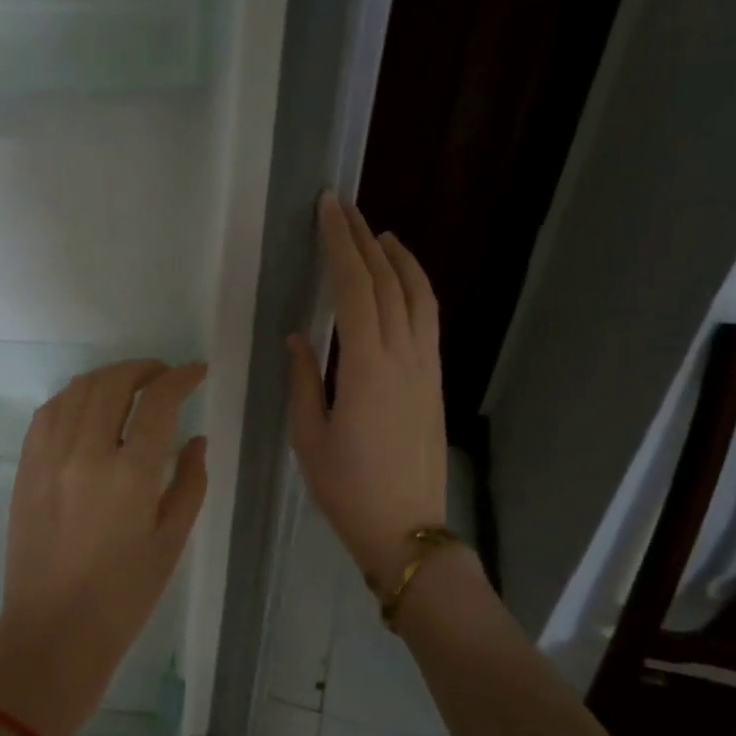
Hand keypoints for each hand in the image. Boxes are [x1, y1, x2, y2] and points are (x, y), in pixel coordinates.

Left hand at [0, 360, 209, 735]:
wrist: (53, 632)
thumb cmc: (123, 596)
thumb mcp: (171, 541)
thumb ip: (190, 482)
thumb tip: (196, 439)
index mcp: (130, 474)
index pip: (158, 401)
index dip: (180, 377)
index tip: (195, 372)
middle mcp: (85, 453)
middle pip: (112, 383)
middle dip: (142, 369)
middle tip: (162, 375)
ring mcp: (48, 457)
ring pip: (76, 390)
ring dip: (107, 378)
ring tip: (127, 387)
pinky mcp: (25, 468)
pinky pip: (47, 413)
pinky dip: (73, 398)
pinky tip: (87, 408)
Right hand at [287, 192, 449, 595]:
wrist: (406, 528)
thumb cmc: (346, 488)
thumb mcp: (309, 436)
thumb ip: (305, 380)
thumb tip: (299, 337)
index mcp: (366, 367)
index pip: (355, 288)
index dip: (340, 244)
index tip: (327, 209)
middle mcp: (403, 356)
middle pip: (387, 282)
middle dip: (364, 239)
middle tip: (343, 207)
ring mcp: (426, 368)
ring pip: (418, 296)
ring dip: (398, 259)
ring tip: (379, 233)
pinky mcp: (435, 382)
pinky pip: (428, 320)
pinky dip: (416, 288)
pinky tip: (402, 282)